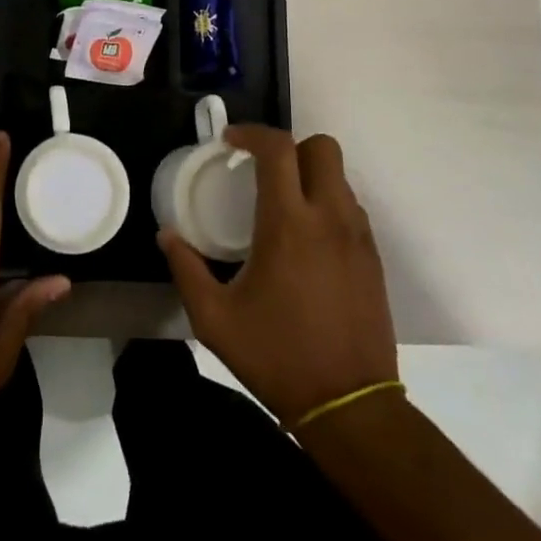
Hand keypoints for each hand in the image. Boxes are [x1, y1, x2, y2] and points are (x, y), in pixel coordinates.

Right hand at [159, 125, 398, 424]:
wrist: (350, 406)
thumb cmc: (277, 356)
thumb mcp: (214, 319)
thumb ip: (186, 269)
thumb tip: (167, 235)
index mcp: (288, 224)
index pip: (278, 149)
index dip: (251, 133)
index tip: (229, 142)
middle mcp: (329, 218)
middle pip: (322, 147)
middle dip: (289, 147)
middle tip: (260, 170)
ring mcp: (358, 237)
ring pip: (339, 176)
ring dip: (308, 175)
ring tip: (280, 205)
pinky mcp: (373, 258)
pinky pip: (351, 207)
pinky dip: (326, 203)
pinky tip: (304, 238)